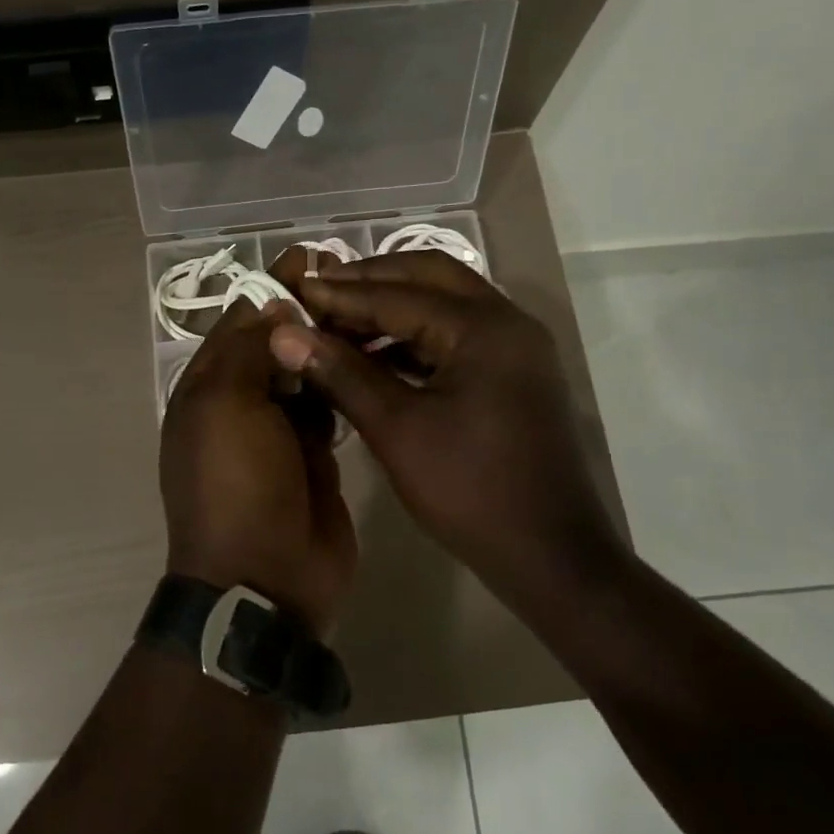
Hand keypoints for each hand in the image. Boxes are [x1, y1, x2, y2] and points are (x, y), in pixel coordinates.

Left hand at [160, 300, 357, 637]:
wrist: (266, 578)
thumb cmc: (236, 485)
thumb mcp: (228, 407)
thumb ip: (250, 351)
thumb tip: (275, 307)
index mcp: (206, 389)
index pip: (238, 323)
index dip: (271, 289)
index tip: (310, 257)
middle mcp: (239, 404)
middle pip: (273, 345)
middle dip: (305, 312)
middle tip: (352, 280)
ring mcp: (278, 432)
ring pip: (304, 373)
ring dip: (327, 345)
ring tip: (369, 310)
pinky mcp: (315, 455)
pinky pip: (328, 408)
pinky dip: (343, 383)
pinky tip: (373, 358)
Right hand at [267, 252, 617, 601]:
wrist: (549, 556)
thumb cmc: (470, 490)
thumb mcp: (397, 430)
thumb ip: (341, 374)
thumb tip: (283, 334)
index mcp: (484, 328)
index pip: (398, 294)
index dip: (340, 294)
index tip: (292, 290)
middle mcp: (506, 322)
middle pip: (429, 276)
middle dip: (370, 280)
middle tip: (318, 291)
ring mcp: (513, 348)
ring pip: (444, 303)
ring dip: (391, 306)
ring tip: (337, 321)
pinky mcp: (510, 374)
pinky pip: (455, 335)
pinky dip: (412, 335)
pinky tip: (373, 354)